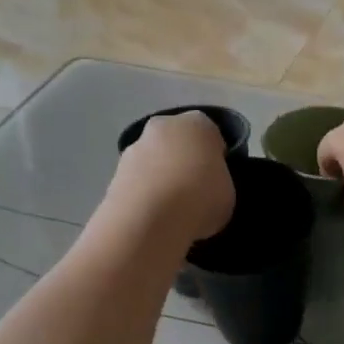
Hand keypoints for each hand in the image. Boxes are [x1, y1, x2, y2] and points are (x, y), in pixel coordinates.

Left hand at [109, 112, 235, 244]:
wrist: (149, 219)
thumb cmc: (200, 199)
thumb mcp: (228, 193)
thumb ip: (218, 182)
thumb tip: (208, 187)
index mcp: (198, 124)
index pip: (210, 134)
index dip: (214, 157)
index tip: (216, 178)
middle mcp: (164, 126)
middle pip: (177, 141)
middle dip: (182, 160)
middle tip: (192, 191)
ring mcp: (135, 147)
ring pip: (154, 159)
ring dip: (160, 176)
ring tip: (170, 209)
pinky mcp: (115, 171)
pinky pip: (137, 179)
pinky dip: (143, 192)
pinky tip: (151, 216)